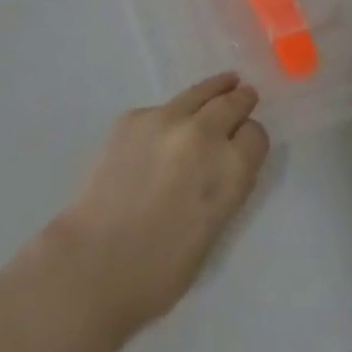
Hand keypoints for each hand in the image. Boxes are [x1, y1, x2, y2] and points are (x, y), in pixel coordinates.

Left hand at [37, 74, 269, 344]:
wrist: (94, 261)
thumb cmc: (160, 270)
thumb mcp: (213, 231)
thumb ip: (225, 186)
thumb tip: (226, 161)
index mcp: (229, 171)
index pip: (256, 136)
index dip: (252, 139)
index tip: (246, 143)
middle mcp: (203, 134)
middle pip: (231, 103)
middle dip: (240, 101)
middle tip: (245, 94)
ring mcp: (165, 119)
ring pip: (199, 93)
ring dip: (214, 90)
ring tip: (225, 81)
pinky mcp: (133, 116)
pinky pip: (162, 109)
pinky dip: (170, 116)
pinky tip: (165, 130)